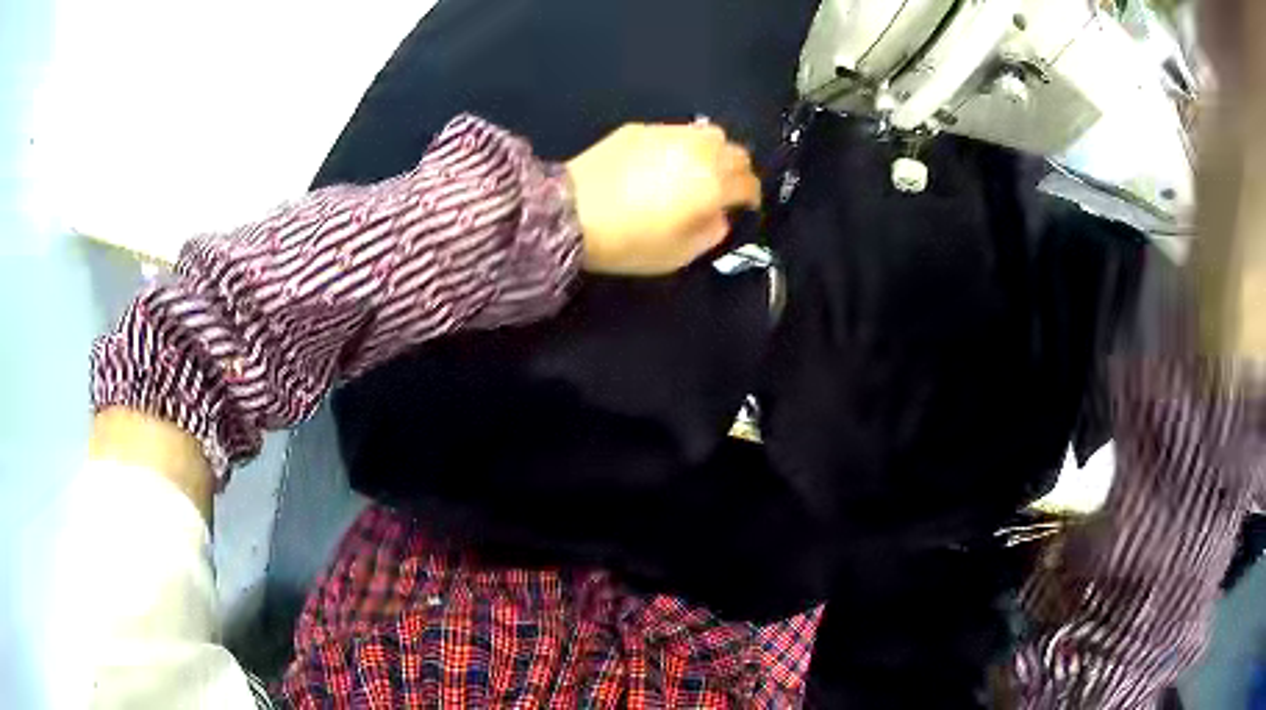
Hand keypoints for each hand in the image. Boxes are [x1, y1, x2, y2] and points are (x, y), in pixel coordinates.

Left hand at [566, 122, 761, 275]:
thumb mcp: (678, 255)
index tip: (746, 207)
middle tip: (726, 187)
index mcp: (712, 185)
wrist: (570, 213)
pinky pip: (676, 131)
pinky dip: (683, 144)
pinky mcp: (641, 129)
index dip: (752, 197)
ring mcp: (669, 135)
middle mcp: (698, 152)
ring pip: (709, 133)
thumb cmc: (628, 241)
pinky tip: (665, 160)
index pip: (748, 183)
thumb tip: (719, 216)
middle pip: (736, 152)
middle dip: (738, 170)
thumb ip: (710, 234)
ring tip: (700, 167)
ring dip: (714, 151)